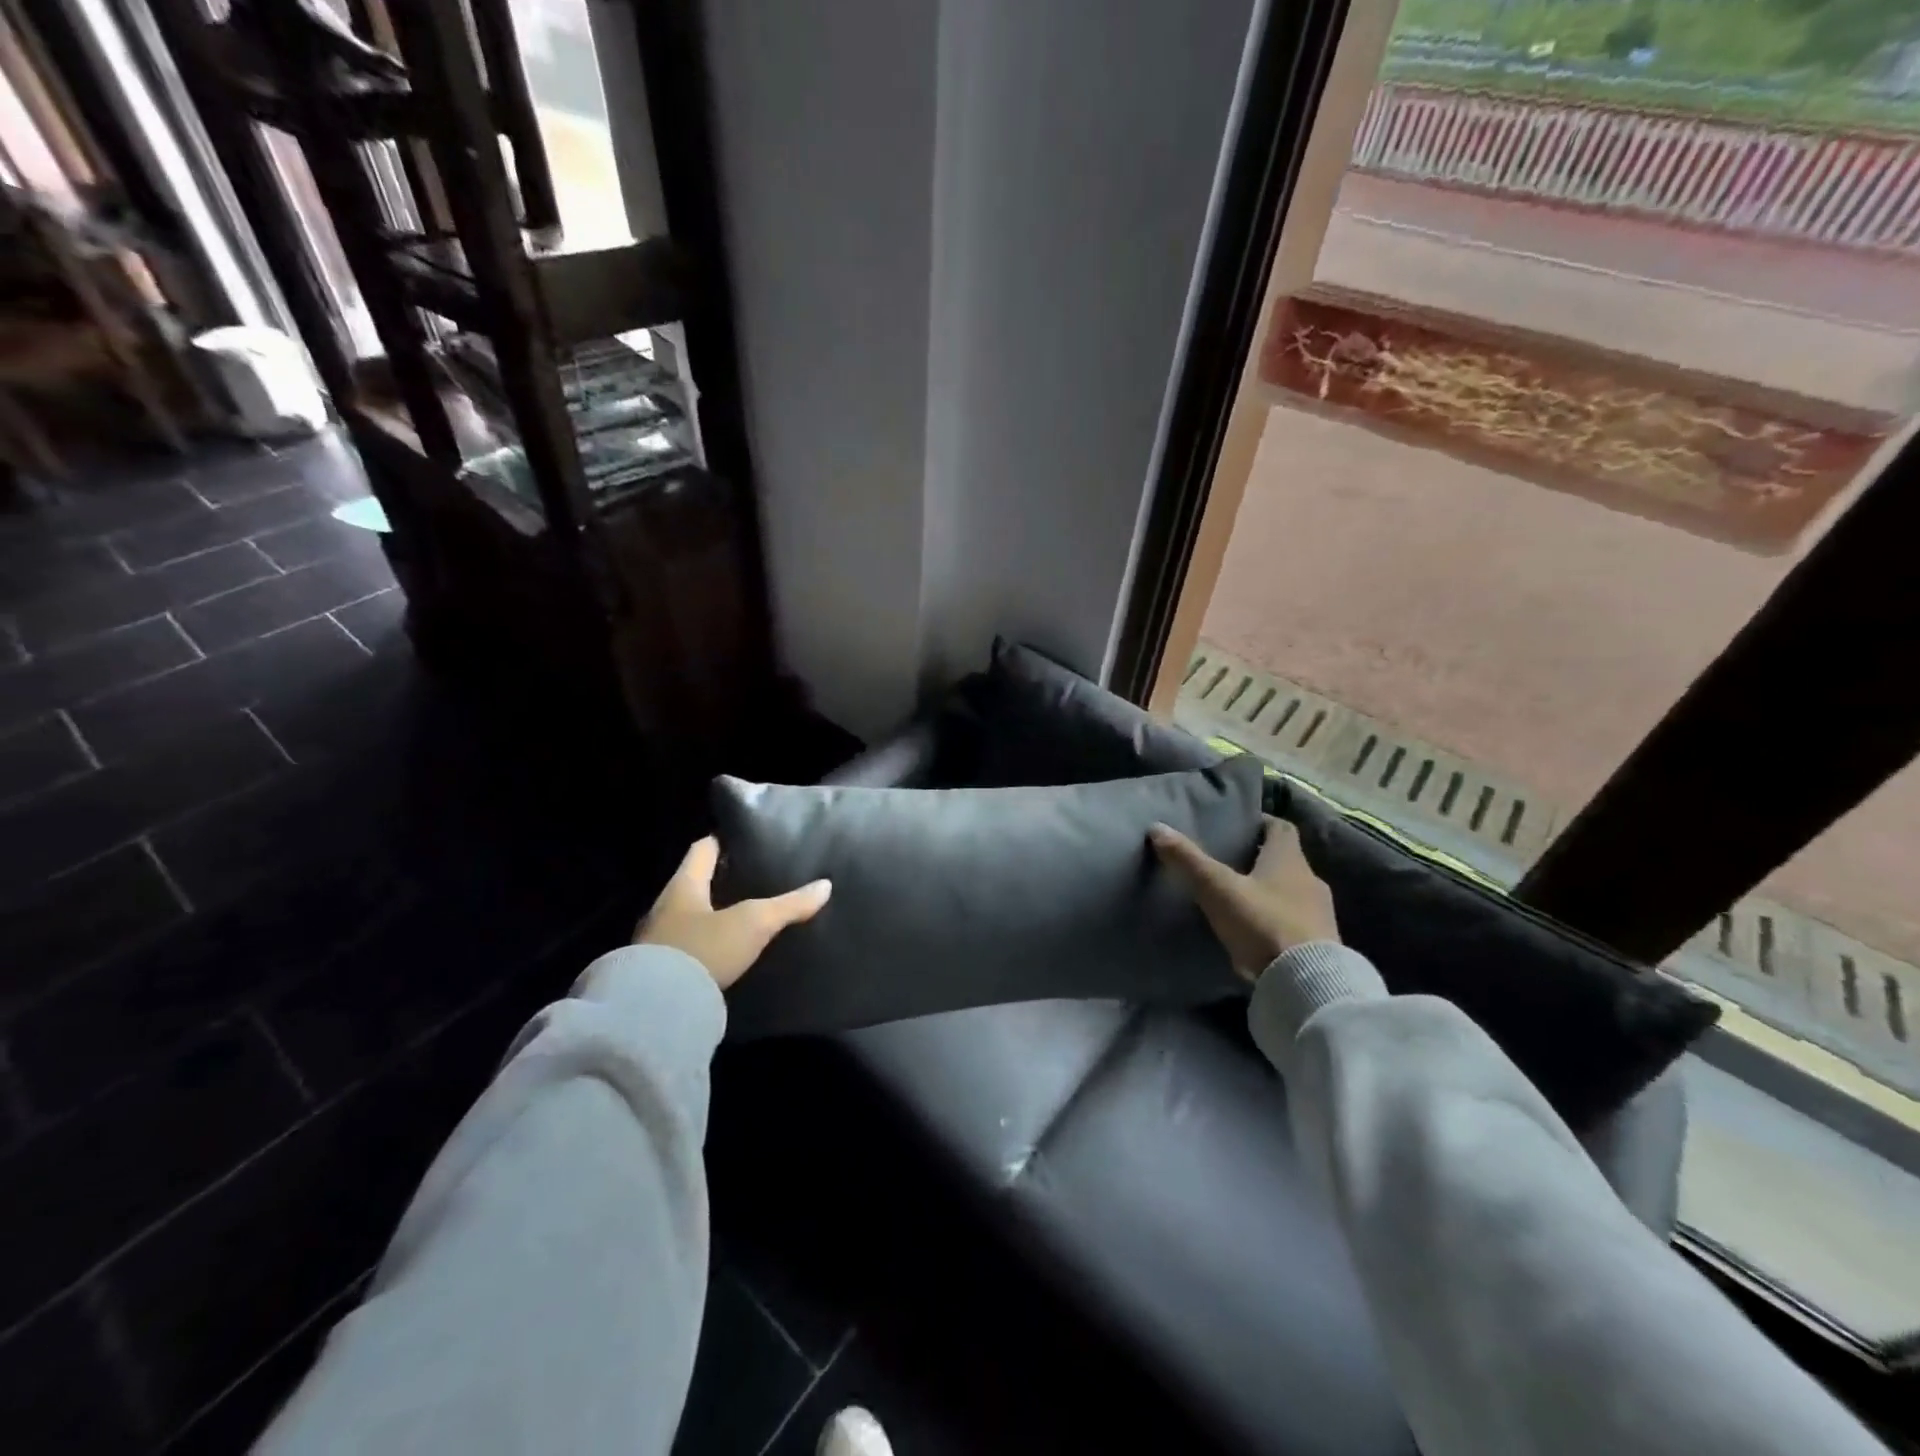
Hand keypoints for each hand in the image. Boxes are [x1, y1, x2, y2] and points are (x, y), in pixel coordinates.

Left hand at [634, 836, 830, 989]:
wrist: (656, 1009)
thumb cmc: (704, 949)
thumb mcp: (754, 923)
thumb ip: (789, 905)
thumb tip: (825, 885)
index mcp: (683, 886)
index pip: (702, 850)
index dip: (721, 842)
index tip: (741, 839)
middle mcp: (664, 907)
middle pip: (693, 884)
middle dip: (718, 881)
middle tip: (750, 879)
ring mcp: (657, 941)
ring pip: (687, 918)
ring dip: (709, 916)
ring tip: (741, 916)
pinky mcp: (658, 971)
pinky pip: (684, 947)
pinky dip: (703, 945)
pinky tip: (723, 953)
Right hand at [1150, 815, 1338, 981]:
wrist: (1307, 982)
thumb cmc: (1262, 922)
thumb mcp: (1217, 889)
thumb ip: (1189, 860)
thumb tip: (1158, 827)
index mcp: (1289, 859)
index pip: (1281, 827)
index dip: (1261, 823)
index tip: (1239, 827)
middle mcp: (1310, 879)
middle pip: (1286, 860)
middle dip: (1260, 859)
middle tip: (1229, 863)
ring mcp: (1320, 913)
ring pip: (1291, 892)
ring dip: (1269, 892)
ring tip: (1238, 899)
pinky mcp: (1322, 943)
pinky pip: (1296, 921)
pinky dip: (1276, 920)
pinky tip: (1255, 932)